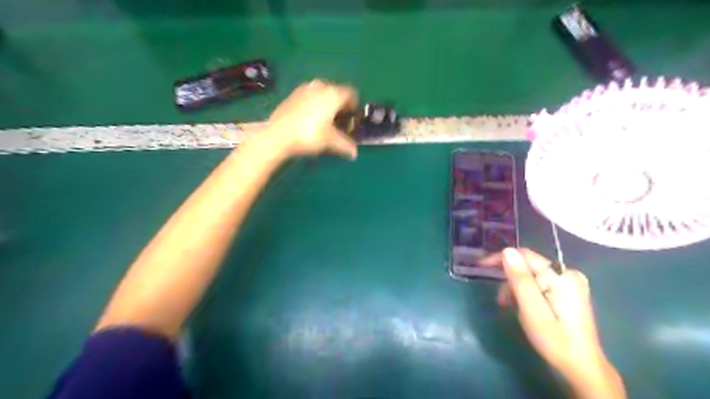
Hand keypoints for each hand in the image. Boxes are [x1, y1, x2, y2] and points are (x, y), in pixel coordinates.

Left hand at [260, 80, 360, 159]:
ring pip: (323, 92)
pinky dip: (314, 103)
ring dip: (326, 103)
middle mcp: (321, 86)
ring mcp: (305, 88)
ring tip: (324, 119)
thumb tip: (355, 153)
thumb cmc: (309, 135)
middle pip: (337, 92)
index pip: (351, 93)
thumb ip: (345, 145)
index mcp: (334, 94)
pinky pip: (310, 95)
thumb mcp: (330, 142)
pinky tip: (309, 118)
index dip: (354, 105)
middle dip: (340, 104)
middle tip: (339, 120)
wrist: (278, 134)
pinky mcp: (293, 93)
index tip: (351, 117)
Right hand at [480, 247, 622, 397]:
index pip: (525, 255)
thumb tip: (507, 251)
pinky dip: (526, 291)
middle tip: (501, 300)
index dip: (502, 258)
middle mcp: (568, 273)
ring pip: (532, 274)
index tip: (482, 267)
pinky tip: (522, 305)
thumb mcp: (532, 310)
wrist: (581, 366)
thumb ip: (520, 279)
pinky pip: (539, 282)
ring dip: (516, 287)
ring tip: (510, 306)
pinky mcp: (567, 291)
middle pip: (528, 265)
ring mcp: (570, 282)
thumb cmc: (554, 340)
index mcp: (562, 276)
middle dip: (509, 278)